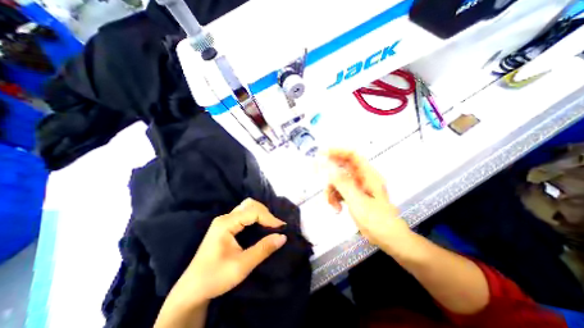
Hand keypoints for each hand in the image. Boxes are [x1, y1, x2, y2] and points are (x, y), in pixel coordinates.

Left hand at [169, 197, 286, 306]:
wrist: (192, 290)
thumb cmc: (215, 278)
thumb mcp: (242, 266)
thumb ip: (263, 249)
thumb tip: (283, 237)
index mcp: (225, 223)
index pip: (253, 212)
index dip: (269, 218)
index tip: (281, 228)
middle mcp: (225, 218)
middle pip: (249, 205)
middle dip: (265, 213)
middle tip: (275, 226)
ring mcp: (224, 221)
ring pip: (247, 207)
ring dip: (261, 213)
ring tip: (270, 225)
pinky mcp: (226, 226)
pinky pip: (244, 214)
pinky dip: (256, 217)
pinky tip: (261, 225)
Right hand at [323, 150, 409, 248]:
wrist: (388, 239)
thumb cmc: (377, 220)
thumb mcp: (357, 201)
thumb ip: (342, 183)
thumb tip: (328, 166)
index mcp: (368, 175)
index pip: (352, 156)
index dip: (338, 151)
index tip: (322, 153)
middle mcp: (363, 178)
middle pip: (343, 167)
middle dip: (329, 172)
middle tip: (316, 172)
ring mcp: (358, 187)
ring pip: (339, 181)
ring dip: (332, 191)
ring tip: (332, 204)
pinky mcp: (354, 196)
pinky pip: (340, 191)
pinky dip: (335, 198)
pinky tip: (337, 209)